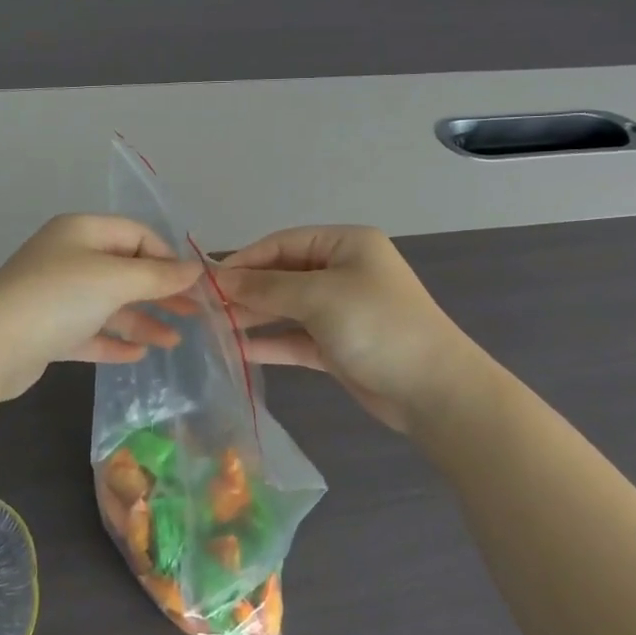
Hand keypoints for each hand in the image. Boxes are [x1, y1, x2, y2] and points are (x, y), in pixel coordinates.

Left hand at [0, 214, 202, 400]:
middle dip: (159, 292)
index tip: (193, 285)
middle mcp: (68, 258)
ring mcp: (56, 295)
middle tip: (194, 315)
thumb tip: (196, 269)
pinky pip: (89, 331)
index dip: (167, 257)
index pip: (136, 235)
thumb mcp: (115, 280)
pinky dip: (113, 340)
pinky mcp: (47, 331)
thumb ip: (158, 276)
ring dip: (141, 320)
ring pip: (108, 304)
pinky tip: (138, 355)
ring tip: (173, 342)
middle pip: (124, 271)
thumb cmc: (58, 297)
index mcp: (81, 232)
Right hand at [214, 226, 477, 431]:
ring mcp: (340, 311)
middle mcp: (341, 272)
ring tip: (211, 328)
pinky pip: (294, 338)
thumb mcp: (319, 297)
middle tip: (201, 307)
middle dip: (244, 290)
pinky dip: (269, 342)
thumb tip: (219, 279)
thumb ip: (266, 287)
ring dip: (251, 317)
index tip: (206, 280)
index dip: (243, 260)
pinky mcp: (337, 346)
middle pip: (281, 275)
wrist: (434, 390)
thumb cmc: (377, 325)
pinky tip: (236, 350)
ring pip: (285, 308)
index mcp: (345, 245)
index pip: (281, 244)